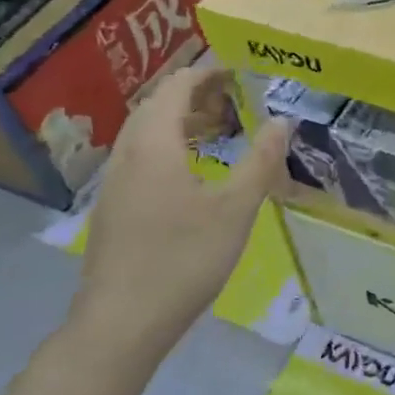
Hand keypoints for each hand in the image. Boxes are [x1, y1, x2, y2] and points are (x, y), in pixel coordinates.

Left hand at [72, 60, 287, 362]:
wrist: (120, 324)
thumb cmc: (183, 260)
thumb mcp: (235, 210)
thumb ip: (260, 161)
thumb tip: (282, 120)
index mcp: (154, 145)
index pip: (175, 87)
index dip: (206, 73)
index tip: (238, 71)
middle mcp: (127, 154)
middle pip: (156, 105)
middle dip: (194, 94)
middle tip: (233, 100)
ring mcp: (114, 183)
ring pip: (145, 133)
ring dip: (179, 121)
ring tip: (217, 130)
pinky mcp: (112, 208)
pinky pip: (140, 157)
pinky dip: (168, 146)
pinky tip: (191, 174)